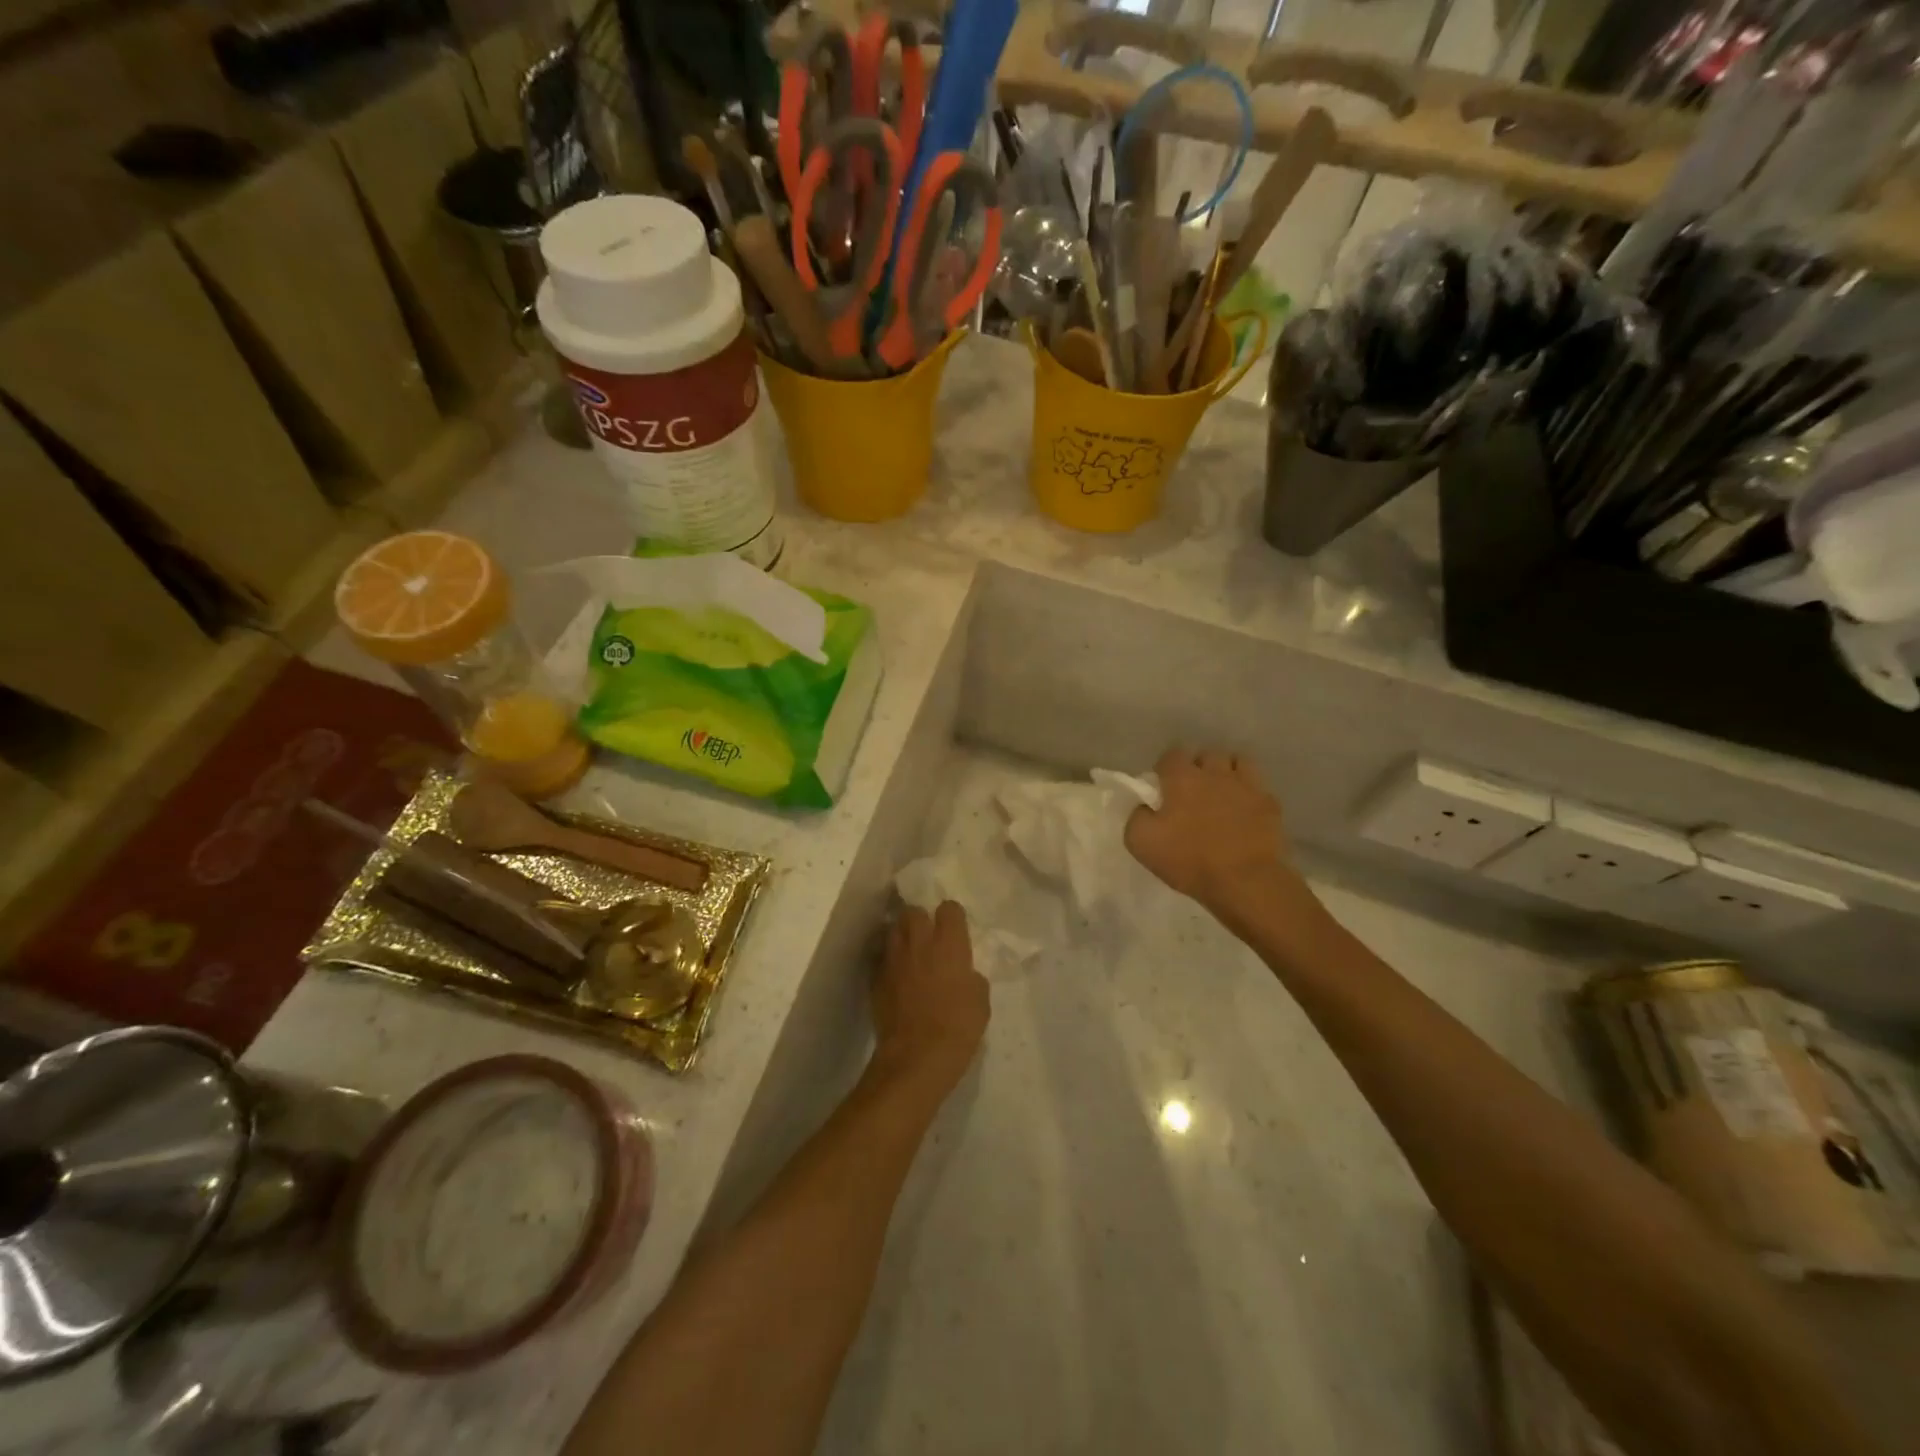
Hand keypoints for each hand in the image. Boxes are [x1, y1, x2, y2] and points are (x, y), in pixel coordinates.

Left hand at [872, 902, 989, 1091]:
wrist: (916, 1057)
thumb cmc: (958, 1028)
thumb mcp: (981, 1001)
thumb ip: (971, 977)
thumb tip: (964, 973)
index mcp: (949, 944)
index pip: (949, 908)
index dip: (953, 916)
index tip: (955, 929)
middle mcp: (919, 943)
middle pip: (914, 911)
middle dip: (921, 919)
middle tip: (929, 936)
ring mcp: (893, 959)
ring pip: (893, 929)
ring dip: (902, 935)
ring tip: (910, 950)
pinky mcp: (876, 978)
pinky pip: (881, 957)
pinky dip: (889, 960)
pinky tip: (897, 974)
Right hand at [1126, 748, 1301, 923]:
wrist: (1245, 882)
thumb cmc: (1189, 860)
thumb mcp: (1140, 842)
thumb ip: (1137, 815)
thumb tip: (1146, 806)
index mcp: (1182, 778)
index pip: (1172, 755)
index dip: (1165, 769)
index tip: (1163, 789)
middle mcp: (1215, 773)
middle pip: (1207, 755)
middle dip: (1199, 768)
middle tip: (1193, 792)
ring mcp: (1247, 786)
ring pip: (1237, 762)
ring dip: (1228, 773)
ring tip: (1222, 794)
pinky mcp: (1270, 804)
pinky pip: (1259, 788)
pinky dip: (1250, 795)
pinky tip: (1245, 813)